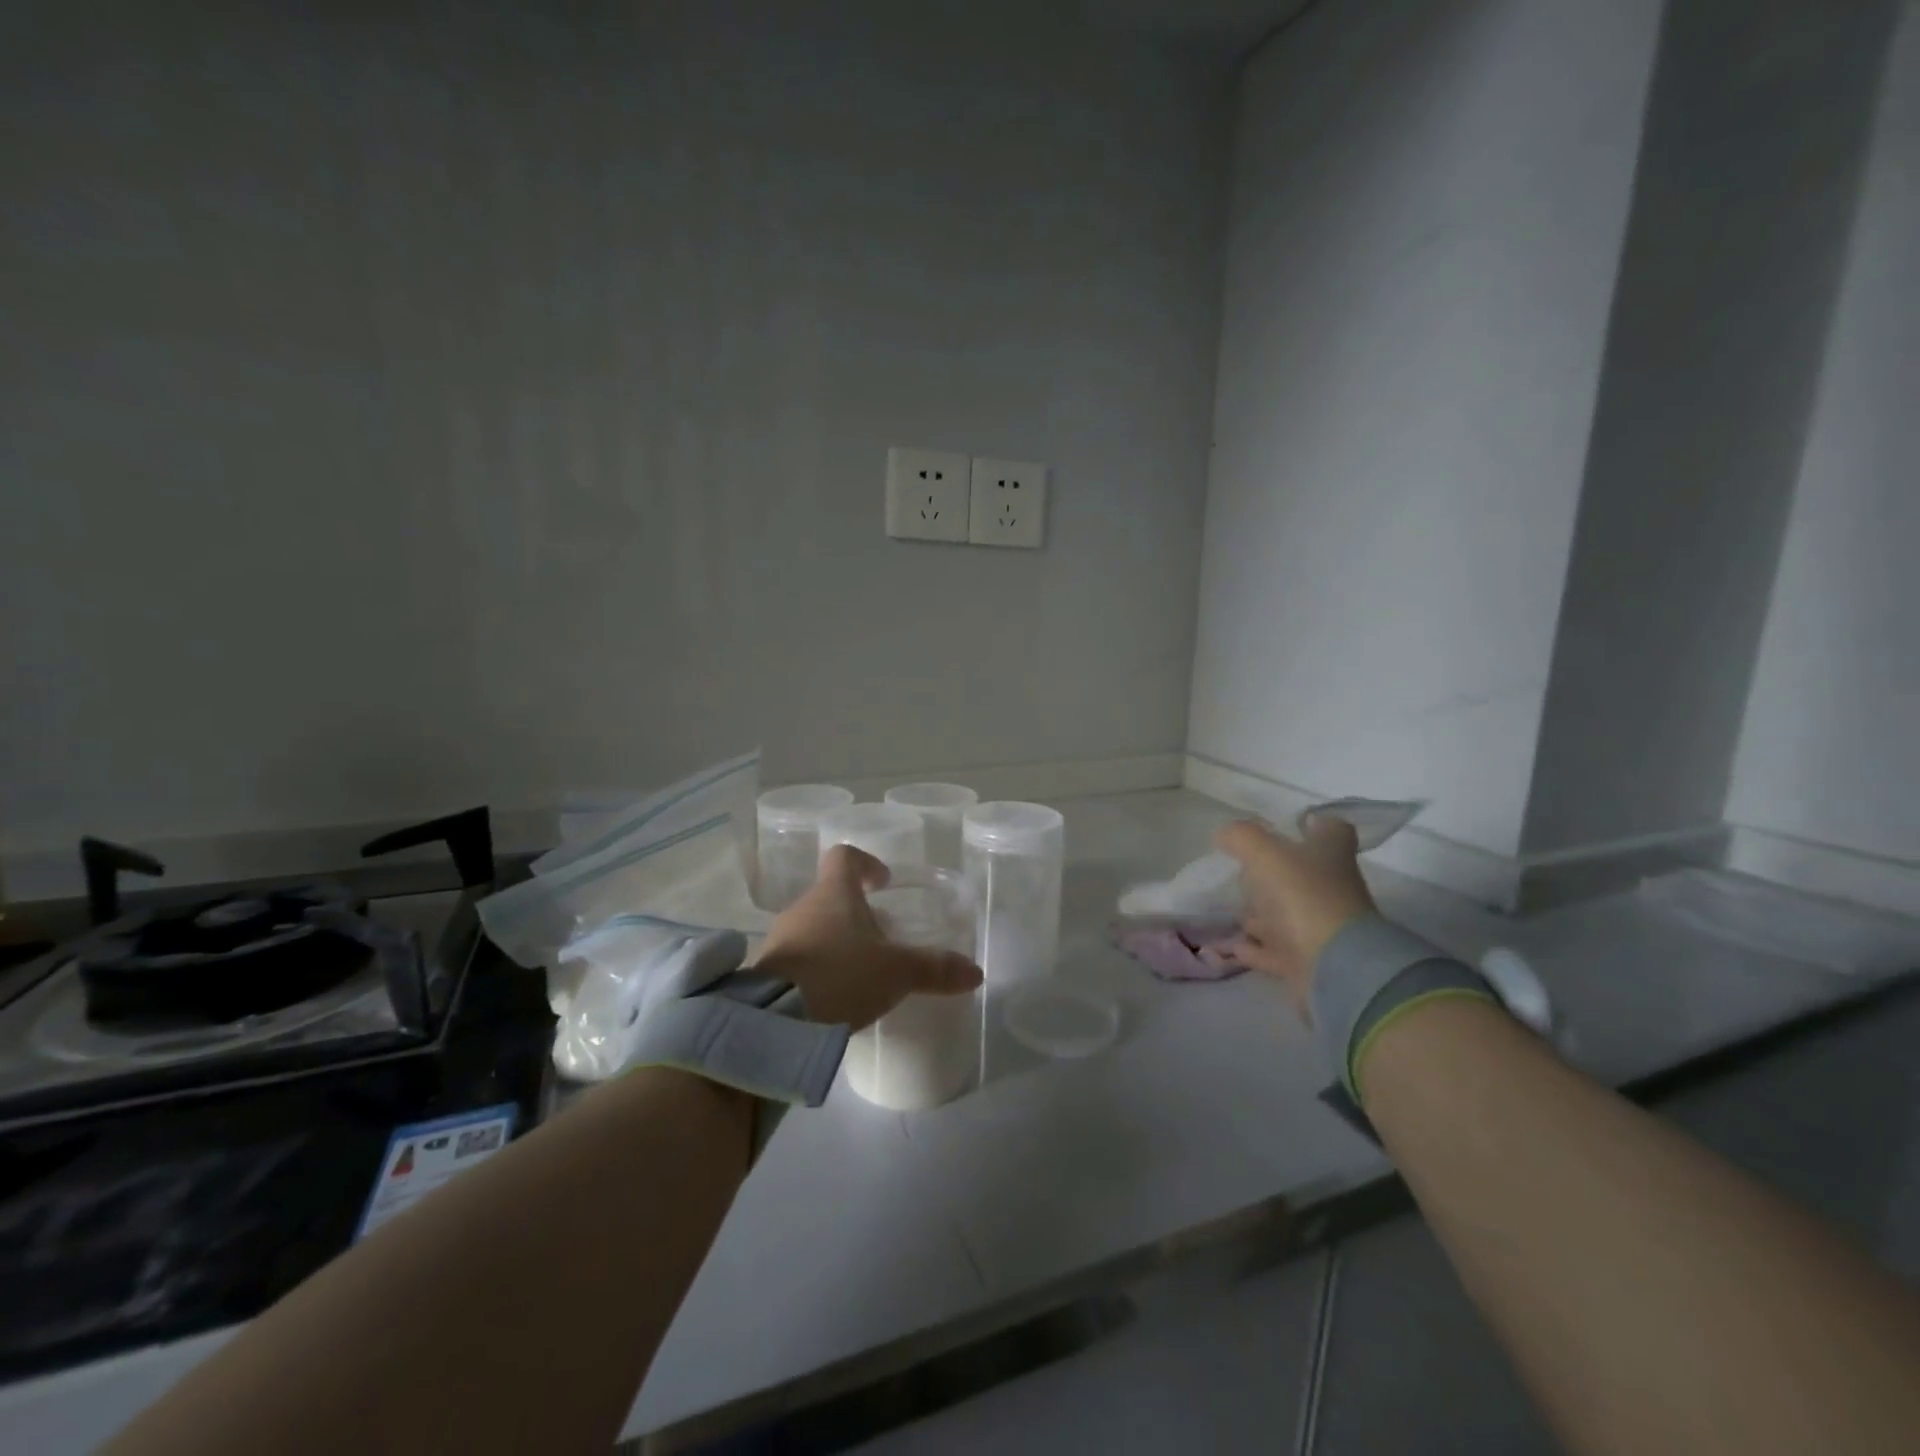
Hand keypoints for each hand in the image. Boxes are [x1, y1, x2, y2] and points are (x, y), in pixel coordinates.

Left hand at [757, 845, 982, 1030]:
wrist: (774, 1021)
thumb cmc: (841, 975)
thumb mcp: (896, 972)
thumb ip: (935, 968)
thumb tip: (975, 972)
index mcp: (833, 893)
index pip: (844, 856)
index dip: (866, 863)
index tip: (884, 882)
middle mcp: (803, 907)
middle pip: (831, 895)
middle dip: (857, 913)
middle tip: (883, 938)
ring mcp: (780, 938)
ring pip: (814, 927)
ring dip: (837, 941)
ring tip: (862, 971)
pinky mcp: (767, 972)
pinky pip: (799, 958)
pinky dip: (819, 968)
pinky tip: (836, 996)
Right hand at [1215, 815, 1376, 1012]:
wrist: (1335, 967)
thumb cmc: (1303, 896)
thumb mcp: (1265, 855)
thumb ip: (1242, 837)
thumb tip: (1225, 833)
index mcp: (1330, 854)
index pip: (1331, 829)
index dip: (1313, 824)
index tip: (1289, 825)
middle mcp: (1332, 888)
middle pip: (1305, 873)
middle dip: (1275, 873)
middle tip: (1242, 870)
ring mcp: (1322, 926)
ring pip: (1288, 913)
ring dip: (1261, 913)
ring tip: (1230, 909)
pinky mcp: (1309, 960)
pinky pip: (1276, 949)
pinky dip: (1255, 947)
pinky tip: (1231, 945)